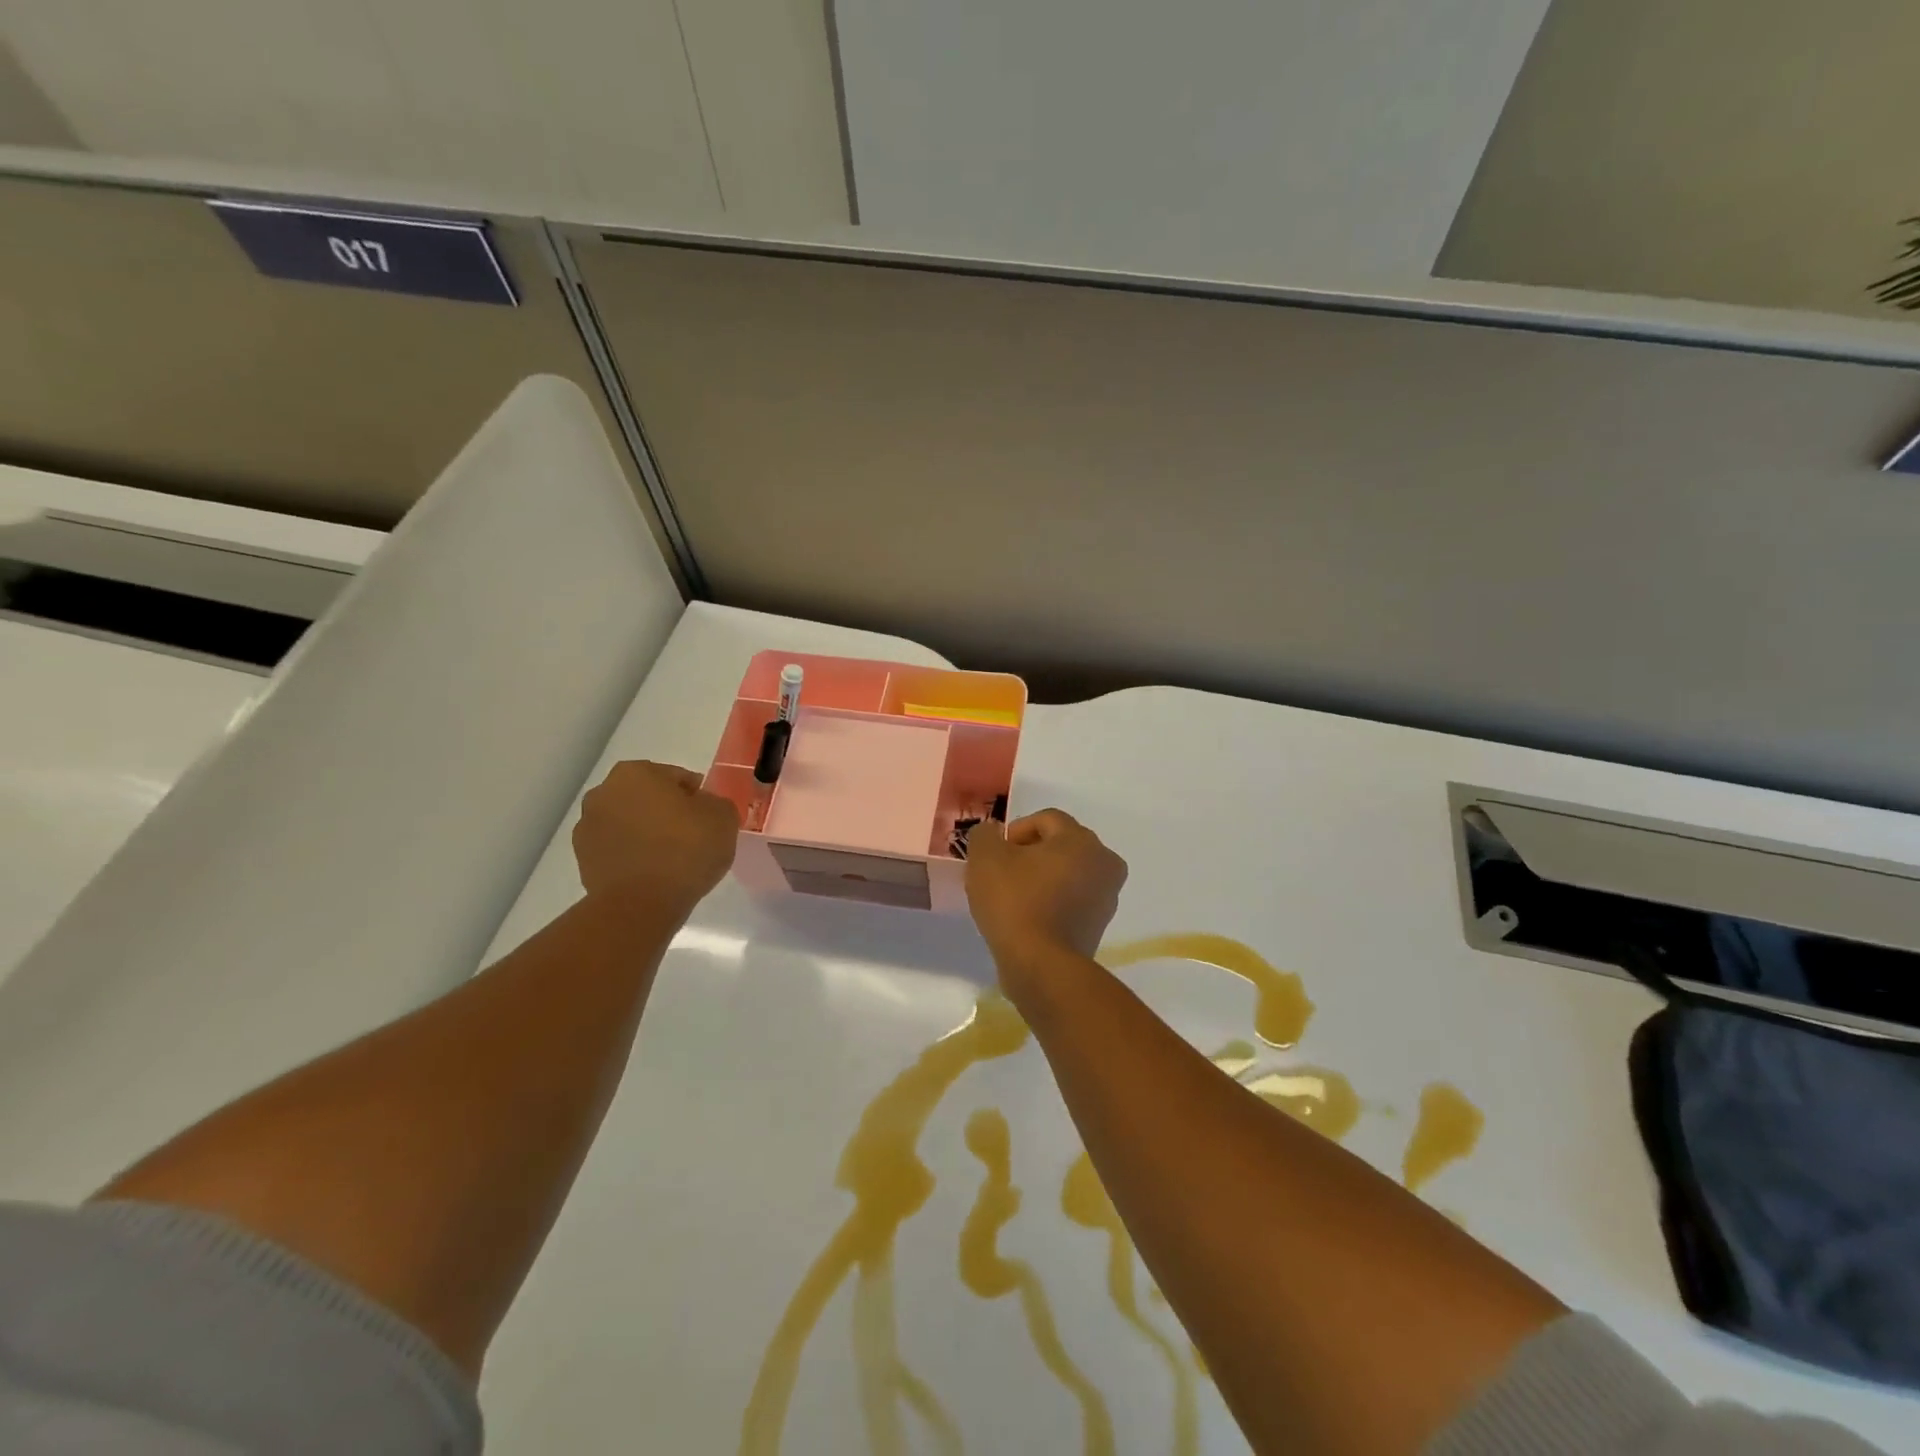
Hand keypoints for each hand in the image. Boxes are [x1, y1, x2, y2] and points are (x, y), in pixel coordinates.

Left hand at [572, 760, 739, 911]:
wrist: (642, 904)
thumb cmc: (686, 849)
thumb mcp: (723, 816)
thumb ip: (714, 802)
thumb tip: (701, 807)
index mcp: (636, 772)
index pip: (676, 777)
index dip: (696, 796)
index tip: (708, 818)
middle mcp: (604, 793)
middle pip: (647, 798)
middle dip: (666, 811)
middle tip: (691, 835)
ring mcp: (587, 828)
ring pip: (629, 823)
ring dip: (646, 833)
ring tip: (671, 859)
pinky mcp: (583, 861)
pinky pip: (618, 850)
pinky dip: (633, 855)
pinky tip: (653, 873)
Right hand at [966, 810, 1127, 994]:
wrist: (1041, 966)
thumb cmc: (1016, 901)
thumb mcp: (985, 858)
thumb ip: (986, 835)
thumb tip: (994, 833)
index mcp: (1082, 840)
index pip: (1046, 819)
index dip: (1015, 831)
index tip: (995, 855)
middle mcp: (1104, 863)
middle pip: (1060, 845)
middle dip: (1029, 854)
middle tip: (1001, 873)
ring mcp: (1106, 898)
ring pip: (1066, 874)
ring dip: (1041, 879)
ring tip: (1011, 898)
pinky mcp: (1098, 927)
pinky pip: (1070, 901)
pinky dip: (1050, 902)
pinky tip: (1026, 918)